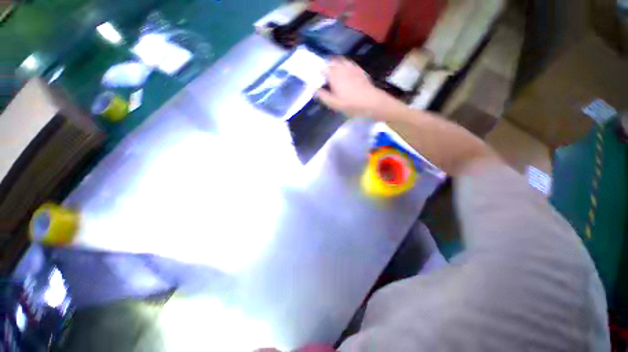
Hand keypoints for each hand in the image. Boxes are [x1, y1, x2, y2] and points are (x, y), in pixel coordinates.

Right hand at [316, 58, 386, 116]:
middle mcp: (342, 68)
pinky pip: (350, 63)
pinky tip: (346, 71)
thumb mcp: (334, 104)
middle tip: (325, 74)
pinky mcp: (360, 70)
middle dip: (327, 66)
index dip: (319, 72)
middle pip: (332, 62)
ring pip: (341, 60)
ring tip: (335, 71)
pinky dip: (345, 65)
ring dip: (336, 64)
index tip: (317, 76)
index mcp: (334, 76)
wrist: (371, 101)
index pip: (323, 69)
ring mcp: (352, 67)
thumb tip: (313, 89)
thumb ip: (323, 96)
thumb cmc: (351, 104)